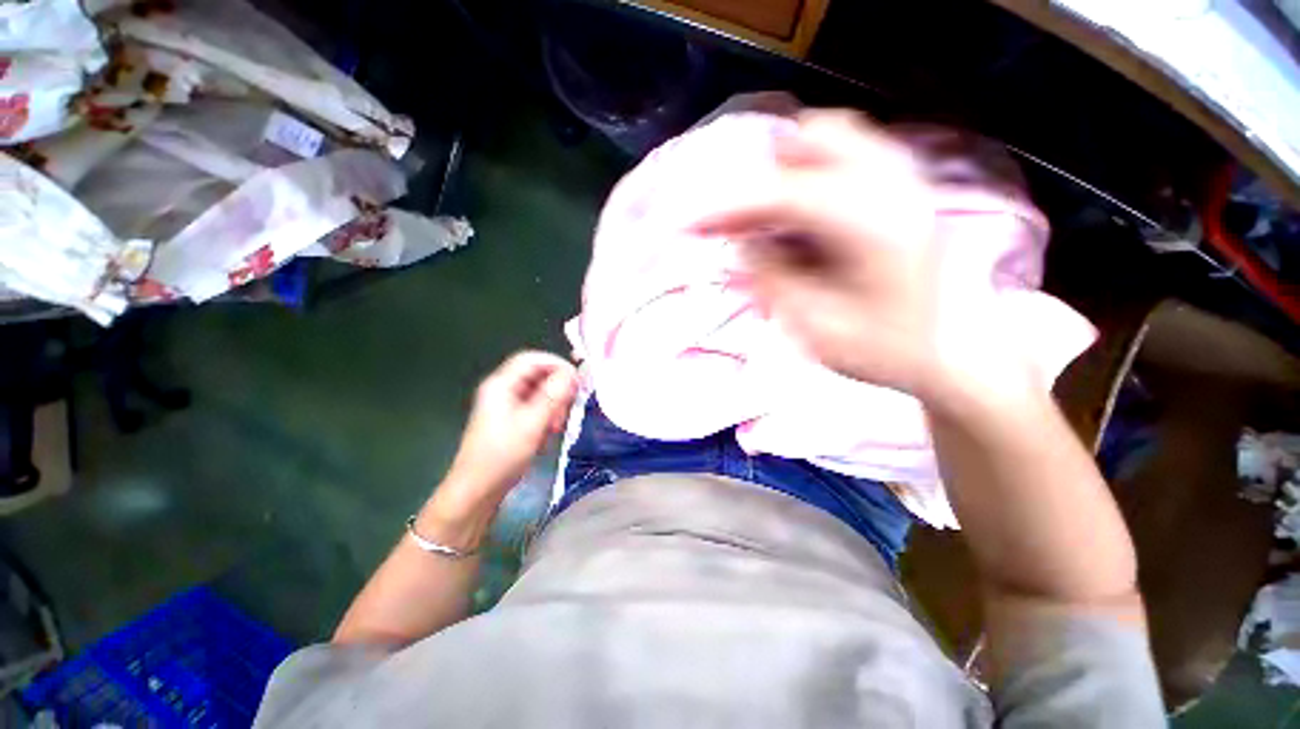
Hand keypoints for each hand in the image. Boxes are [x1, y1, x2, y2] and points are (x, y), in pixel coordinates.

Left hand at [444, 351, 577, 500]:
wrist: (477, 491)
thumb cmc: (502, 455)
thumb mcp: (532, 424)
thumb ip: (553, 396)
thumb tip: (573, 374)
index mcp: (501, 384)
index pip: (532, 359)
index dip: (557, 364)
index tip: (577, 379)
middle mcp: (503, 389)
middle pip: (538, 375)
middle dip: (557, 389)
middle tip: (568, 408)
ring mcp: (507, 405)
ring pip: (540, 392)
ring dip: (554, 405)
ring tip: (557, 425)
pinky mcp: (512, 419)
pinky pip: (536, 407)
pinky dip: (547, 416)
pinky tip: (550, 432)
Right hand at [692, 111, 1027, 405]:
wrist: (950, 351)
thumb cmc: (884, 350)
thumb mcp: (816, 330)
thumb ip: (773, 280)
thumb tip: (742, 242)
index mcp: (874, 226)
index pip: (784, 195)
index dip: (729, 207)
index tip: (688, 225)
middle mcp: (893, 185)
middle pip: (815, 137)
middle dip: (763, 175)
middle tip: (739, 218)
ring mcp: (903, 178)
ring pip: (831, 136)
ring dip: (786, 170)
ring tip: (767, 216)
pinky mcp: (900, 186)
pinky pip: (844, 153)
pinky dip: (809, 173)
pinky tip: (800, 215)